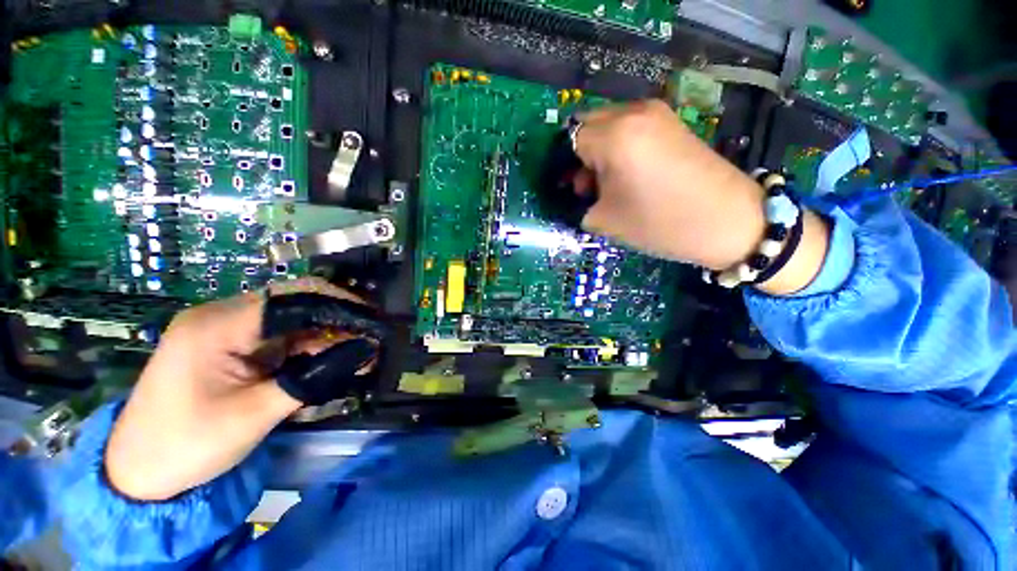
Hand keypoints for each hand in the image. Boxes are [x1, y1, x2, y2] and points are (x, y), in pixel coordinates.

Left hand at [105, 278, 367, 500]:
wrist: (138, 474)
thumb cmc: (188, 445)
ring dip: (327, 336)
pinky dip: (309, 348)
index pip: (292, 299)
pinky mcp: (231, 346)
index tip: (373, 322)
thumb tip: (365, 350)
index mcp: (217, 325)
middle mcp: (221, 316)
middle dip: (338, 319)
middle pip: (294, 303)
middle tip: (371, 338)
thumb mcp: (256, 413)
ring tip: (358, 353)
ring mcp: (226, 330)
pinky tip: (329, 360)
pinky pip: (281, 337)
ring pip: (292, 320)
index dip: (340, 306)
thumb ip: (314, 377)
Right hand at [573, 100, 829, 294]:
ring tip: (607, 184)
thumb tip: (579, 193)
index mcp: (614, 136)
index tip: (567, 188)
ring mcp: (656, 113)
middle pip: (588, 125)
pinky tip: (628, 173)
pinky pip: (630, 127)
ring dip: (599, 151)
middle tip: (586, 187)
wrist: (728, 220)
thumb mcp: (606, 220)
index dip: (564, 165)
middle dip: (580, 155)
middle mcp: (633, 113)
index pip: (571, 140)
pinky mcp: (671, 121)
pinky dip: (619, 146)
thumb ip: (581, 203)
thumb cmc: (660, 223)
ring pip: (609, 124)